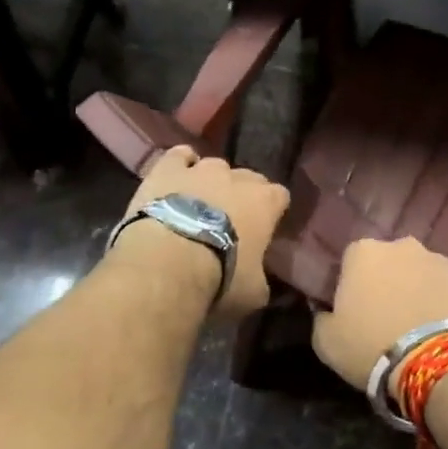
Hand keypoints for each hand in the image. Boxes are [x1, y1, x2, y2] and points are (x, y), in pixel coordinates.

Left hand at [114, 146, 289, 320]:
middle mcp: (237, 177)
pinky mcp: (168, 168)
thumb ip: (261, 278)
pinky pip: (179, 155)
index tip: (264, 227)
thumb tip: (258, 279)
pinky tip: (176, 177)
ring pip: (214, 166)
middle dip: (242, 194)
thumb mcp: (254, 293)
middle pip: (248, 177)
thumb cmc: (219, 279)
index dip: (272, 210)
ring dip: (211, 182)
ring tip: (198, 203)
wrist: (167, 263)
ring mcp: (202, 169)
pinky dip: (181, 164)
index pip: (280, 196)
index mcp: (266, 203)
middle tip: (230, 219)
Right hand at [311, 237, 447, 389]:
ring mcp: (442, 260)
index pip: (351, 261)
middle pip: (391, 262)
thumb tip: (326, 312)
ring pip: (424, 274)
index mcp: (364, 252)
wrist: (440, 363)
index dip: (352, 285)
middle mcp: (404, 246)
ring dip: (420, 292)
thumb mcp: (327, 343)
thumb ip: (321, 319)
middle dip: (390, 283)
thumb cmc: (373, 347)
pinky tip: (446, 333)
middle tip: (389, 319)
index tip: (355, 311)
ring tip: (421, 329)